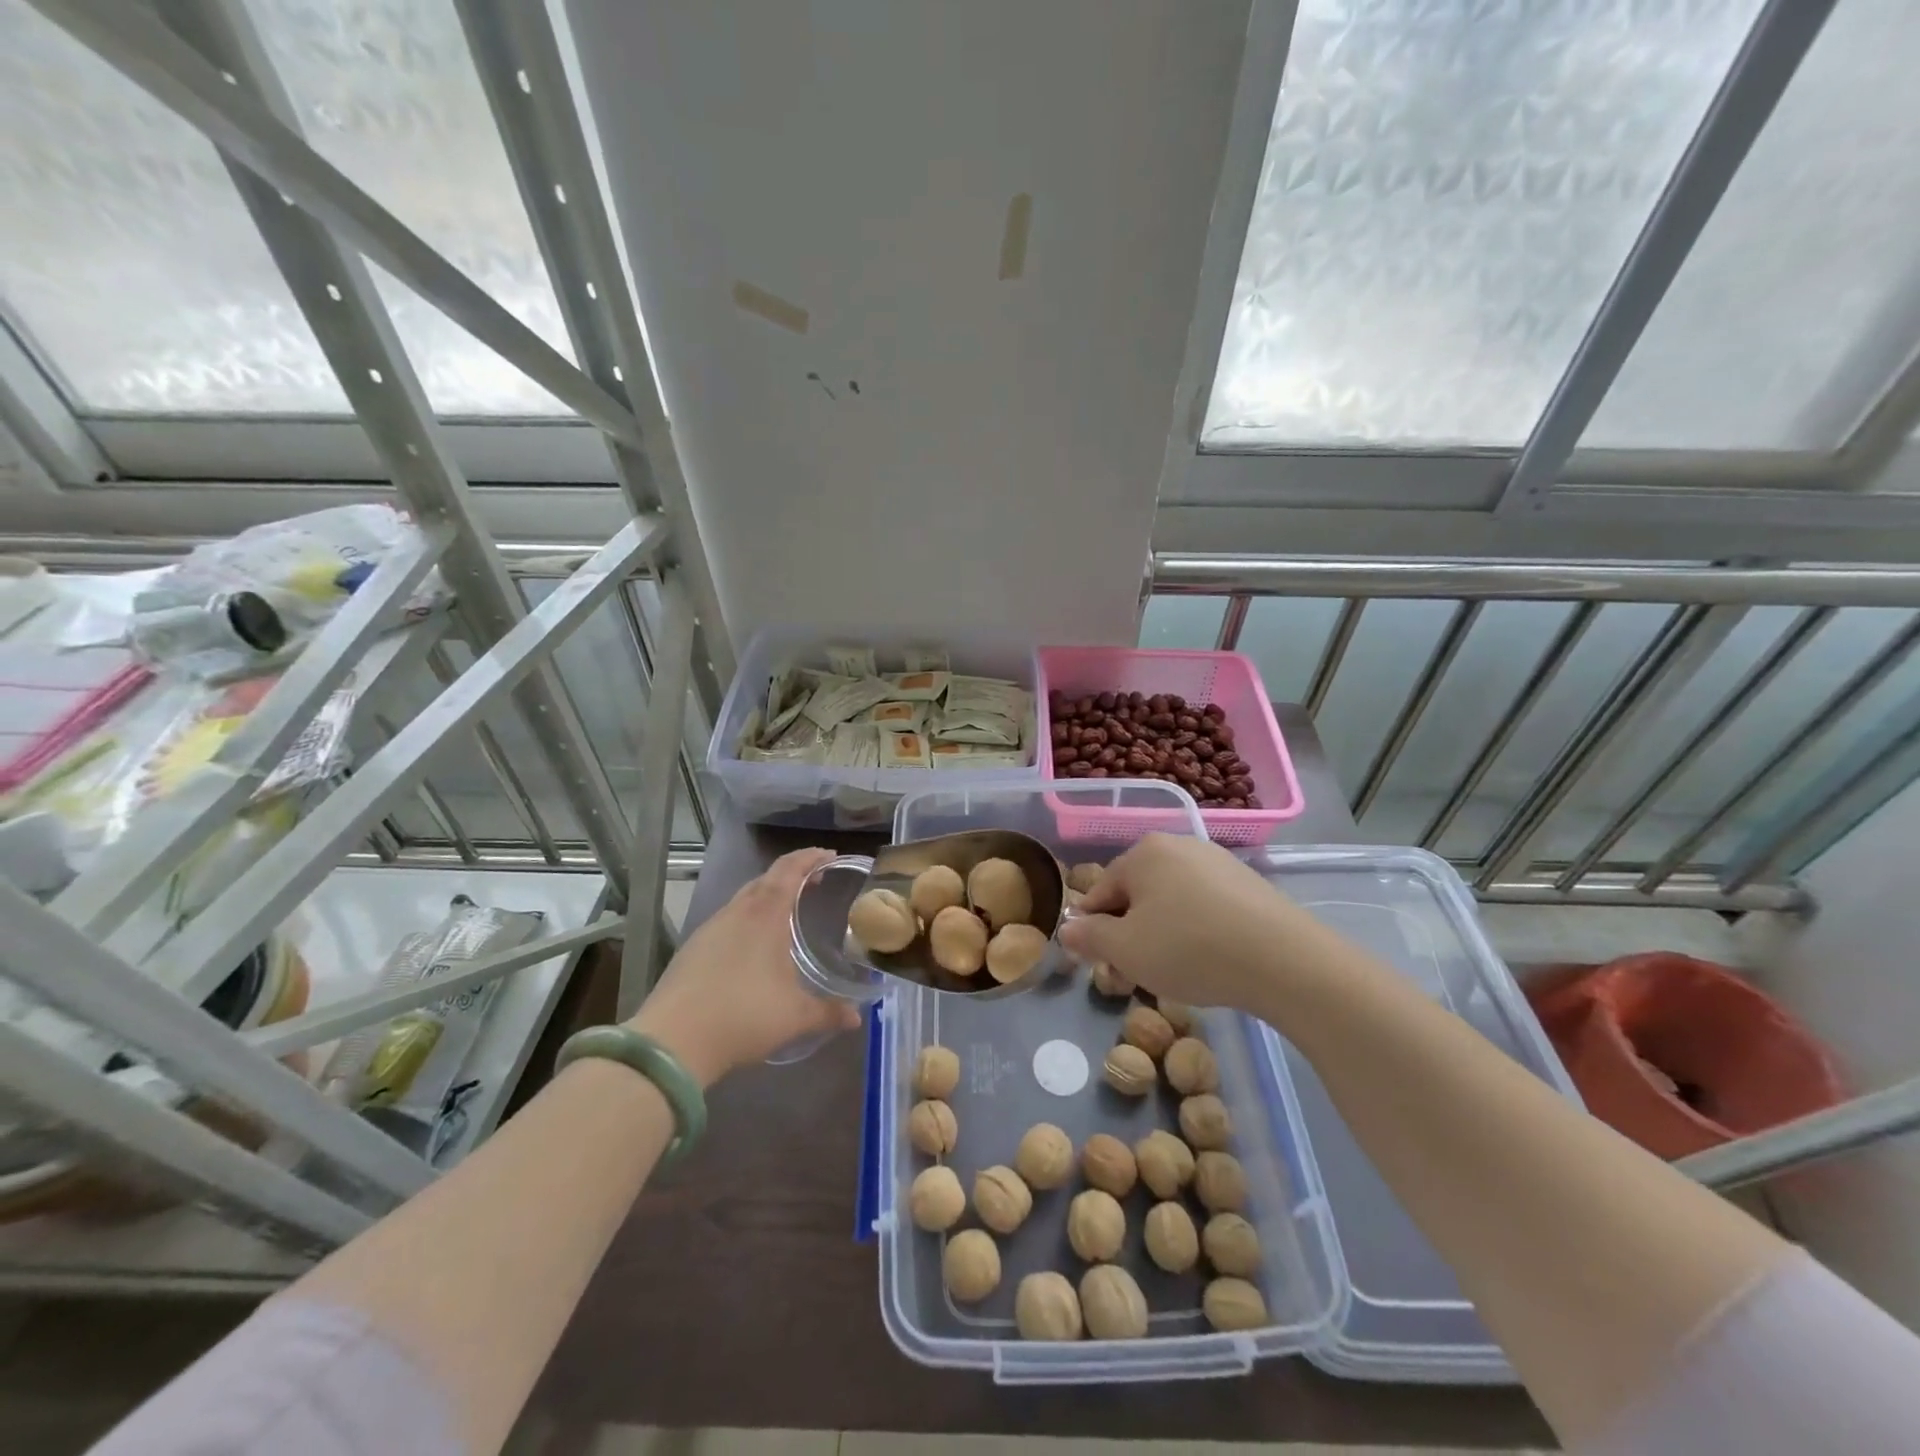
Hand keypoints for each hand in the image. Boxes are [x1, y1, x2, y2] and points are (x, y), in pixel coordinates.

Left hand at [628, 848, 861, 1085]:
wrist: (673, 1042)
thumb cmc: (744, 1015)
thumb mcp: (795, 1016)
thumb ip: (829, 1012)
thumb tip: (856, 1017)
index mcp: (765, 914)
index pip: (790, 869)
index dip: (810, 857)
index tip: (829, 855)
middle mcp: (736, 912)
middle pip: (766, 879)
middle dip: (791, 875)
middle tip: (814, 883)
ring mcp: (709, 930)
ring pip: (743, 900)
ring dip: (767, 897)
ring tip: (786, 914)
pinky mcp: (692, 950)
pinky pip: (727, 921)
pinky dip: (747, 920)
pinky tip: (753, 947)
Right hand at [1060, 834, 1324, 1011]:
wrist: (1283, 960)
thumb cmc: (1189, 949)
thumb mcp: (1125, 950)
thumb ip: (1089, 937)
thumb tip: (1066, 928)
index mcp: (1142, 853)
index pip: (1101, 892)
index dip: (1097, 931)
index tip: (1106, 964)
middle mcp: (1178, 845)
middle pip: (1138, 892)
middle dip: (1132, 931)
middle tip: (1141, 971)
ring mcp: (1217, 860)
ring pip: (1173, 899)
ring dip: (1165, 931)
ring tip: (1180, 969)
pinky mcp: (1249, 882)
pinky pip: (1206, 905)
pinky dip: (1199, 929)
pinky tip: (1212, 958)